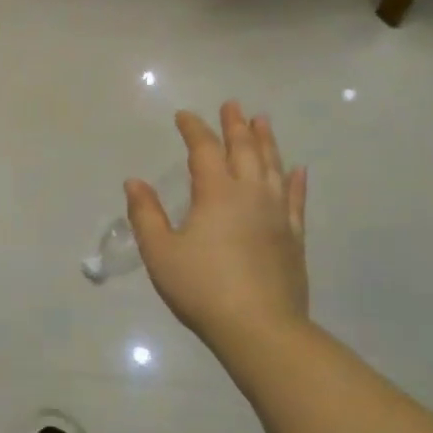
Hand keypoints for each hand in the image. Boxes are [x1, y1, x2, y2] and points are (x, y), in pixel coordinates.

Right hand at [126, 101, 309, 348]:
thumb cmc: (201, 288)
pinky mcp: (293, 237)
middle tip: (232, 105)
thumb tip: (134, 181)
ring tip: (262, 121)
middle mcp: (251, 194)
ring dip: (267, 141)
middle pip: (244, 150)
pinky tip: (298, 170)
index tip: (184, 116)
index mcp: (216, 194)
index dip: (194, 129)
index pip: (204, 149)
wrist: (259, 327)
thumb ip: (146, 214)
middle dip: (235, 125)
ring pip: (273, 167)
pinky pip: (296, 199)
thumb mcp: (160, 252)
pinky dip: (296, 180)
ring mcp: (278, 214)